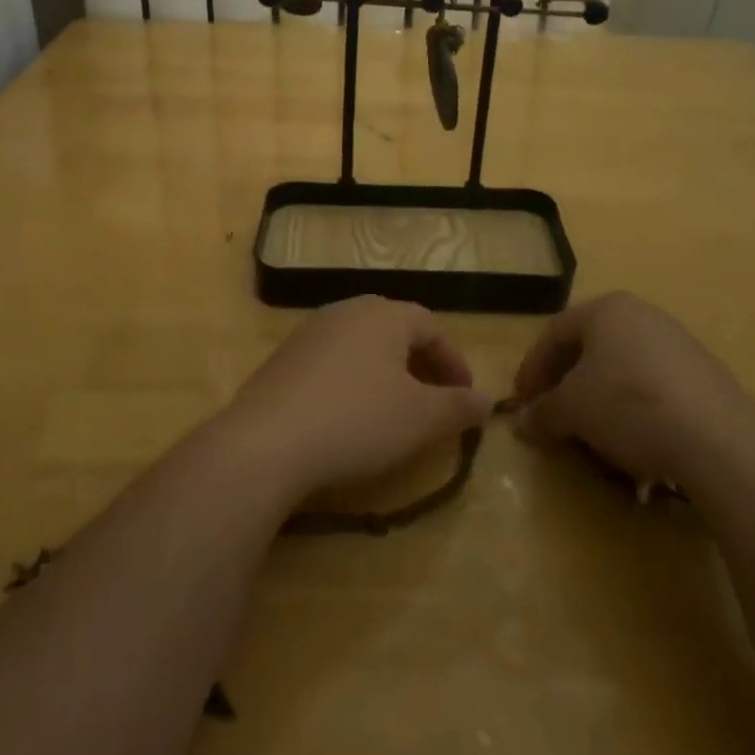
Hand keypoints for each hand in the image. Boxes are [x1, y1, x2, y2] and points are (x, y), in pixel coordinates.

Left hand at [223, 297, 492, 498]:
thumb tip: (487, 399)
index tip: (466, 397)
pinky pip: (331, 362)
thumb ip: (459, 406)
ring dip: (385, 371)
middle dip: (420, 362)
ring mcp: (309, 332)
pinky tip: (347, 416)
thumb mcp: (421, 419)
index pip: (431, 326)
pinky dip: (351, 381)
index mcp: (384, 315)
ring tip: (394, 409)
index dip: (454, 361)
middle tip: (434, 399)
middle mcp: (346, 311)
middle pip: (394, 329)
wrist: (266, 443)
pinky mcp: (282, 359)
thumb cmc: (357, 422)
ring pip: (361, 344)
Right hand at [511, 292, 754, 481]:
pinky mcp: (704, 373)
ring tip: (592, 431)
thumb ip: (542, 413)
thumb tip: (520, 422)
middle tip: (553, 412)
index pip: (554, 333)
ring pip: (622, 366)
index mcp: (605, 309)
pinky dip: (633, 407)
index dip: (532, 367)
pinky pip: (653, 385)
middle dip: (566, 381)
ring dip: (600, 397)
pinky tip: (634, 438)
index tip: (522, 401)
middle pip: (590, 346)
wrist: (718, 438)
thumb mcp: (573, 410)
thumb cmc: (628, 405)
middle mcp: (641, 314)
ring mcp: (677, 341)